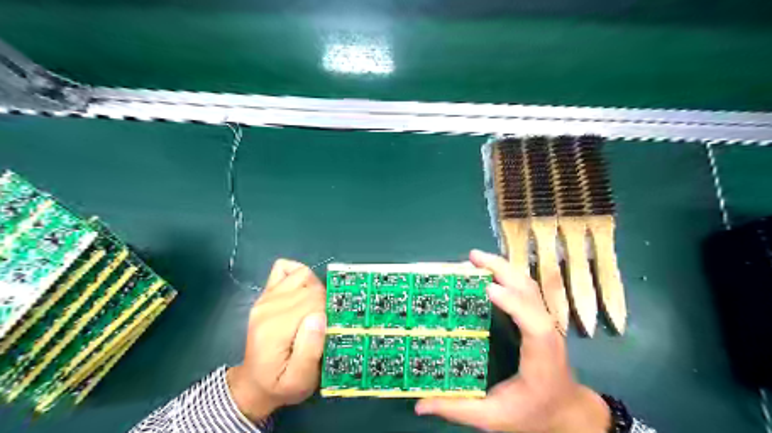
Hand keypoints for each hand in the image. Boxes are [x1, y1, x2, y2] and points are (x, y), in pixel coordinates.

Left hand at [227, 261, 326, 422]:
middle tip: (326, 323)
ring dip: (316, 288)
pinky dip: (299, 274)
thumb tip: (319, 317)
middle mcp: (268, 306)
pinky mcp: (266, 293)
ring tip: (317, 308)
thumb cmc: (280, 384)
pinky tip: (303, 292)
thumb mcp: (299, 381)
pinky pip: (285, 268)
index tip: (333, 327)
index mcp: (275, 328)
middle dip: (326, 302)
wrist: (253, 383)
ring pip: (303, 275)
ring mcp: (265, 297)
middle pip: (311, 287)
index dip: (330, 311)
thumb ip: (309, 351)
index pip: (314, 301)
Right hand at [417, 251, 608, 432]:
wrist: (566, 411)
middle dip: (503, 270)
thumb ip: (458, 409)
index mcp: (540, 356)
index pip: (534, 324)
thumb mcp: (494, 418)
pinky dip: (506, 274)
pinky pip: (524, 288)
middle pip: (530, 292)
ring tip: (476, 258)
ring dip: (503, 267)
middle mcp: (546, 332)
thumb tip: (420, 405)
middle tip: (472, 257)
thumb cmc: (532, 413)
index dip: (514, 303)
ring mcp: (545, 321)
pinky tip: (488, 270)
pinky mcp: (537, 316)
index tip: (489, 289)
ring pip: (528, 285)